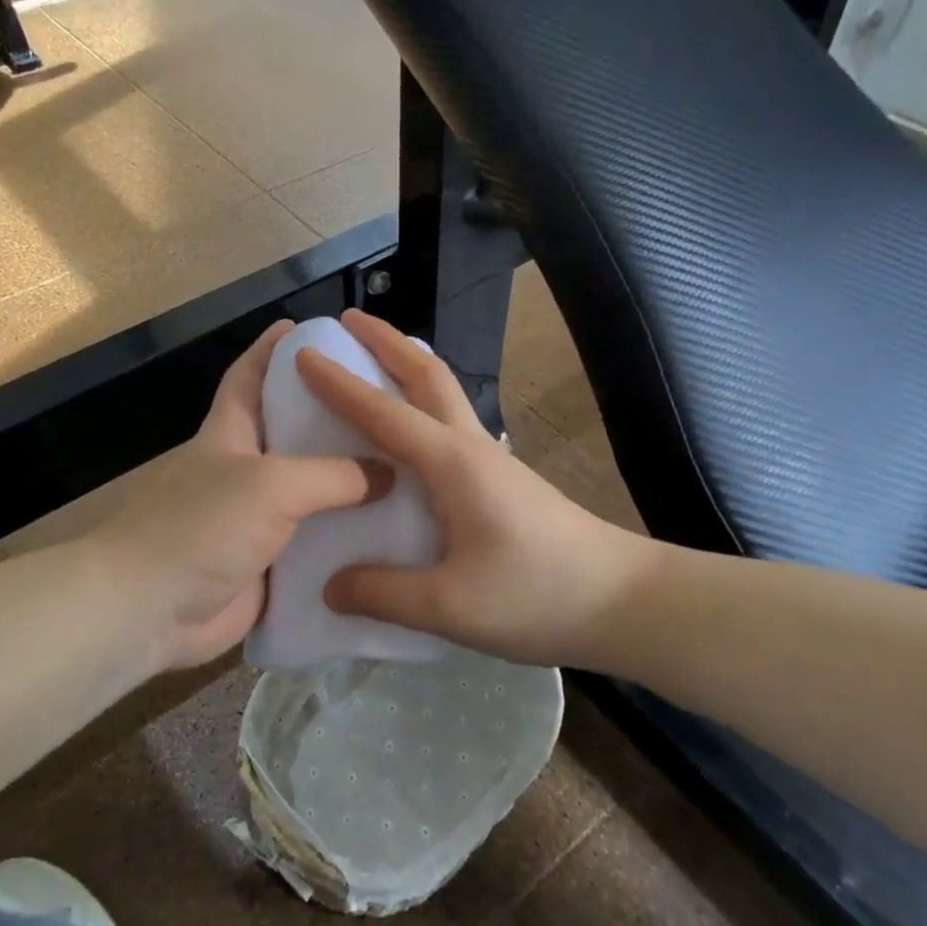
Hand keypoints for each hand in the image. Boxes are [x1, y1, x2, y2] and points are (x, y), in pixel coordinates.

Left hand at [96, 321, 387, 670]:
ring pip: (311, 493)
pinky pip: (314, 545)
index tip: (308, 329)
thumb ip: (332, 475)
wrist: (150, 610)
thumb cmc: (201, 526)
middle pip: (294, 434)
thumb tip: (385, 474)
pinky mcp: (268, 564)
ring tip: (408, 472)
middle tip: (389, 407)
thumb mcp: (271, 484)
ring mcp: (255, 520)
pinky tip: (390, 537)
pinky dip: (345, 540)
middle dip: (334, 419)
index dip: (274, 349)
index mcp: (231, 434)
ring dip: (350, 486)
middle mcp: (244, 471)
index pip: (250, 376)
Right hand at [299, 310, 658, 668]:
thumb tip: (329, 586)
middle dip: (387, 341)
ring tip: (372, 362)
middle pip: (427, 374)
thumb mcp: (449, 605)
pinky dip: (421, 404)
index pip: (383, 412)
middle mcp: (470, 447)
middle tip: (349, 320)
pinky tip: (407, 435)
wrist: (623, 601)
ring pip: (443, 393)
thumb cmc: (537, 595)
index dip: (339, 383)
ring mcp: (491, 460)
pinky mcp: (502, 479)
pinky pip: (450, 423)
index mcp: (451, 463)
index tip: (303, 353)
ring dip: (407, 366)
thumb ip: (382, 593)